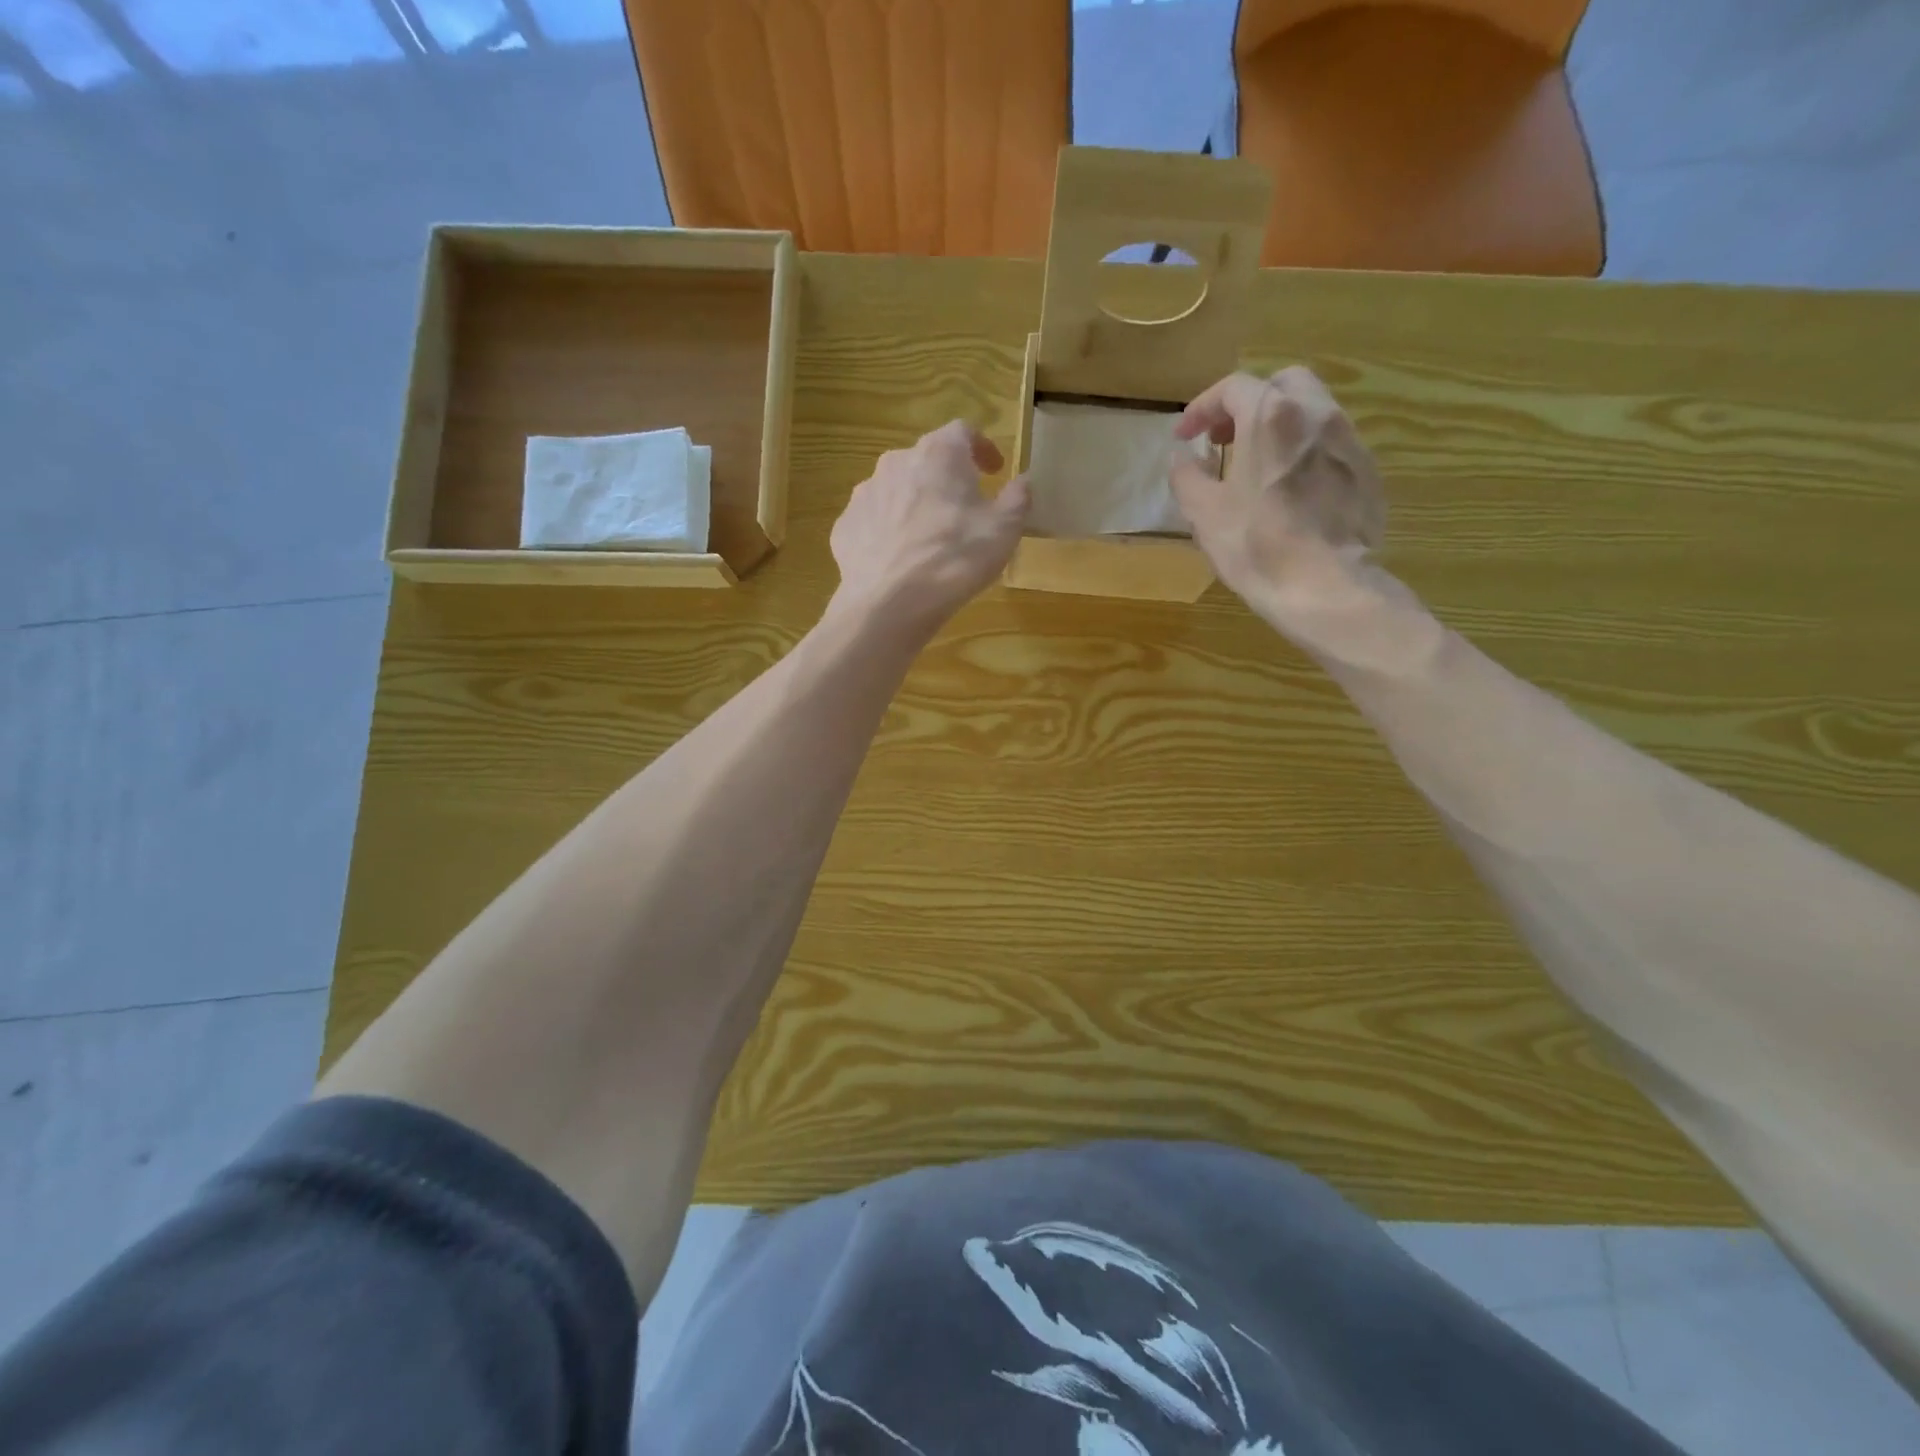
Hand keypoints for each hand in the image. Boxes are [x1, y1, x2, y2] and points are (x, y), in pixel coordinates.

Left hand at [830, 421, 1030, 632]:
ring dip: (915, 504)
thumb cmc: (955, 559)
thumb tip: (1023, 481)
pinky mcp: (845, 526)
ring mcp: (864, 494)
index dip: (982, 448)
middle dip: (946, 479)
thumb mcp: (1004, 531)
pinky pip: (873, 521)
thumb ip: (1017, 499)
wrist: (887, 604)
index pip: (963, 431)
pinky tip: (899, 560)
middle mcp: (896, 462)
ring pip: (896, 490)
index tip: (994, 470)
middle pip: (926, 460)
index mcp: (939, 454)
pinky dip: (889, 532)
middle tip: (963, 509)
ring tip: (928, 539)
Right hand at [1169, 367, 1385, 607]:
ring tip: (1256, 463)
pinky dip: (1303, 450)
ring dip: (1278, 425)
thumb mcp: (1204, 512)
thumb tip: (1181, 457)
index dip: (1202, 407)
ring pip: (1310, 410)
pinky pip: (1330, 443)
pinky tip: (1289, 487)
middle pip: (1280, 384)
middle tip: (1224, 438)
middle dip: (1247, 404)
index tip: (1185, 436)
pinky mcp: (1367, 470)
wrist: (1326, 586)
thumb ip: (1186, 475)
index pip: (1233, 388)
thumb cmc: (1256, 545)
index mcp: (1270, 416)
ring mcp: (1348, 440)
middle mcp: (1316, 413)